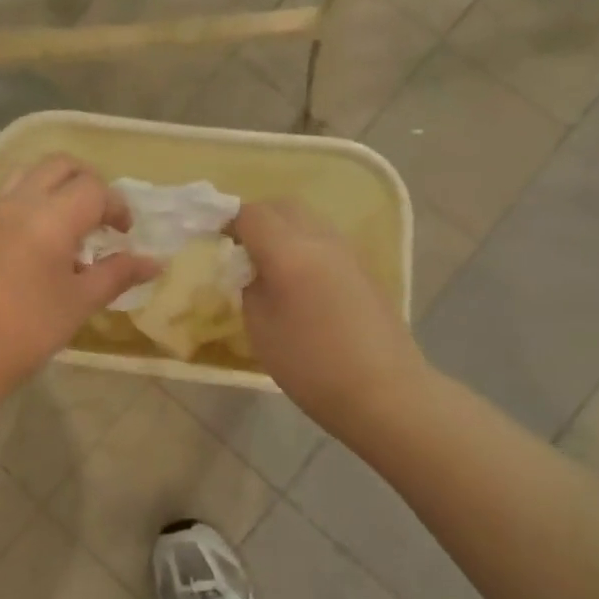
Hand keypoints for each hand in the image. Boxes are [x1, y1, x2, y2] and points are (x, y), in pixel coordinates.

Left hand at [0, 155, 159, 402]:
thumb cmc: (29, 327)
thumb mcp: (81, 301)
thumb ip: (118, 273)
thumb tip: (154, 262)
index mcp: (52, 217)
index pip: (94, 188)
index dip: (117, 207)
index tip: (125, 235)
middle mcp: (23, 202)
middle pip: (61, 166)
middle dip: (90, 183)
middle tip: (104, 218)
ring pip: (34, 173)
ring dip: (61, 185)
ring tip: (76, 222)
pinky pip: (15, 192)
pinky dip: (38, 197)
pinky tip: (49, 237)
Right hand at [234, 200, 429, 434]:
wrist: (384, 391)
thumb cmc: (311, 365)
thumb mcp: (260, 327)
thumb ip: (249, 286)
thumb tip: (250, 268)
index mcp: (289, 251)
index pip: (251, 214)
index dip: (228, 220)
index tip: (215, 240)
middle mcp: (320, 239)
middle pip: (282, 207)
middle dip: (257, 219)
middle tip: (240, 248)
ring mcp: (347, 251)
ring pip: (308, 220)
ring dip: (283, 230)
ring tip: (269, 265)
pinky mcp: (364, 268)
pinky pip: (325, 240)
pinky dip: (305, 245)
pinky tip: (300, 281)